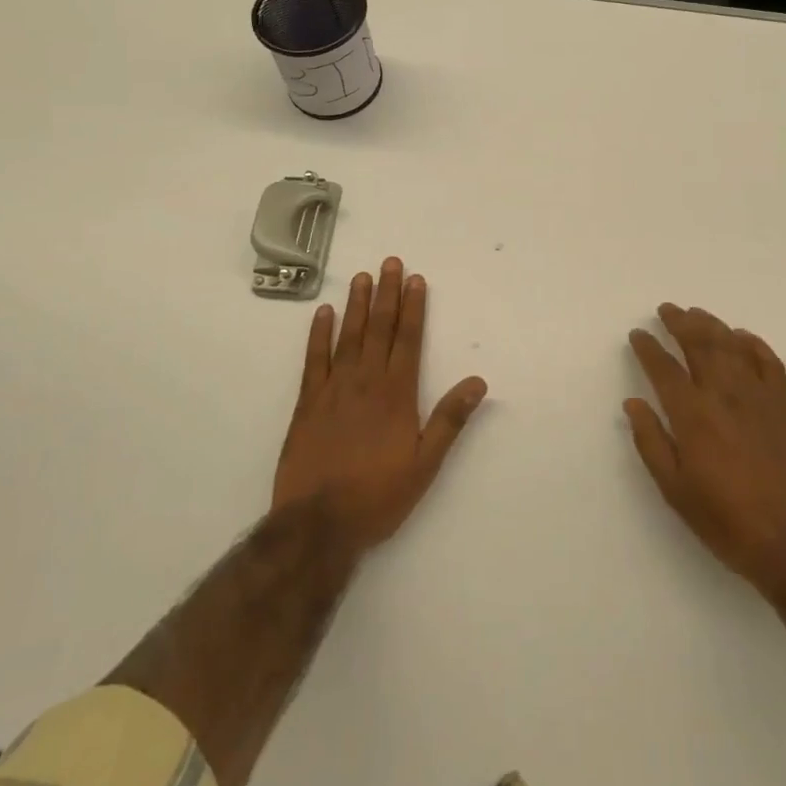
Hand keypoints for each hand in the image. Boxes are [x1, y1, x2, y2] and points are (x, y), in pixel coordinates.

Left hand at [274, 257, 487, 553]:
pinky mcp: (307, 403)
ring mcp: (333, 389)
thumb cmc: (378, 496)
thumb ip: (450, 420)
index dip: (413, 308)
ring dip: (357, 305)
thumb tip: (478, 381)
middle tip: (390, 262)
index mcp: (396, 394)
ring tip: (361, 277)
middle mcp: (366, 382)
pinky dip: (318, 334)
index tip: (415, 280)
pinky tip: (323, 313)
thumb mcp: (425, 464)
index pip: (408, 340)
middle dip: (387, 294)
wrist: (317, 523)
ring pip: (348, 336)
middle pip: (379, 329)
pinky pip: (313, 359)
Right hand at [624, 304, 785, 599]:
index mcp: (692, 415)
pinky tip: (742, 336)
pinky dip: (754, 344)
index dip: (648, 347)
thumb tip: (633, 403)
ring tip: (696, 314)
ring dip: (711, 325)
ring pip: (732, 345)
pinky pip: (769, 362)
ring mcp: (758, 397)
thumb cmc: (726, 520)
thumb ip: (651, 442)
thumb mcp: (675, 490)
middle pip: (699, 344)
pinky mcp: (784, 407)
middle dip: (679, 322)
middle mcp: (724, 395)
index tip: (637, 334)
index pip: (663, 368)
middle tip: (666, 310)